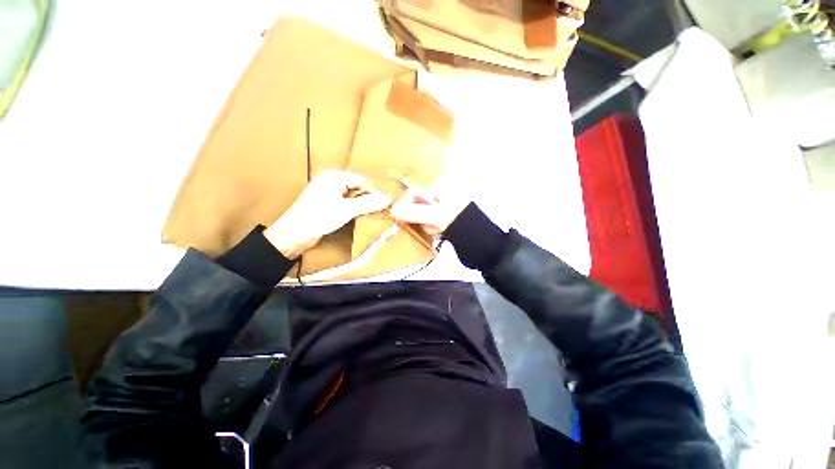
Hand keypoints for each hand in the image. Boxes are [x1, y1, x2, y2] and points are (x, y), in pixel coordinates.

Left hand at [265, 170, 391, 258]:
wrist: (294, 234)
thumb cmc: (318, 217)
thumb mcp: (347, 209)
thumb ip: (369, 204)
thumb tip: (388, 200)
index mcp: (334, 176)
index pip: (362, 180)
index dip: (373, 192)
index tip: (383, 205)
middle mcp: (331, 181)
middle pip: (357, 188)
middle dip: (367, 199)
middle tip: (377, 211)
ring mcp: (328, 193)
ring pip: (352, 196)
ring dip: (360, 205)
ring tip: (367, 215)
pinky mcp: (326, 204)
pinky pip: (345, 203)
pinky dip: (352, 209)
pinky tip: (356, 217)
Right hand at [389, 187, 469, 237]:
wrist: (482, 241)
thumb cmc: (461, 222)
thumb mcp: (437, 216)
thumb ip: (414, 213)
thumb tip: (394, 211)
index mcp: (442, 187)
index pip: (415, 193)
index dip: (406, 206)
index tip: (400, 217)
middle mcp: (443, 194)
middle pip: (419, 206)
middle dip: (422, 220)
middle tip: (432, 227)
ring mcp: (445, 207)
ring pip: (425, 217)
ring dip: (429, 227)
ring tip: (440, 231)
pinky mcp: (446, 219)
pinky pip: (432, 223)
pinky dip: (435, 230)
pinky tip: (443, 233)